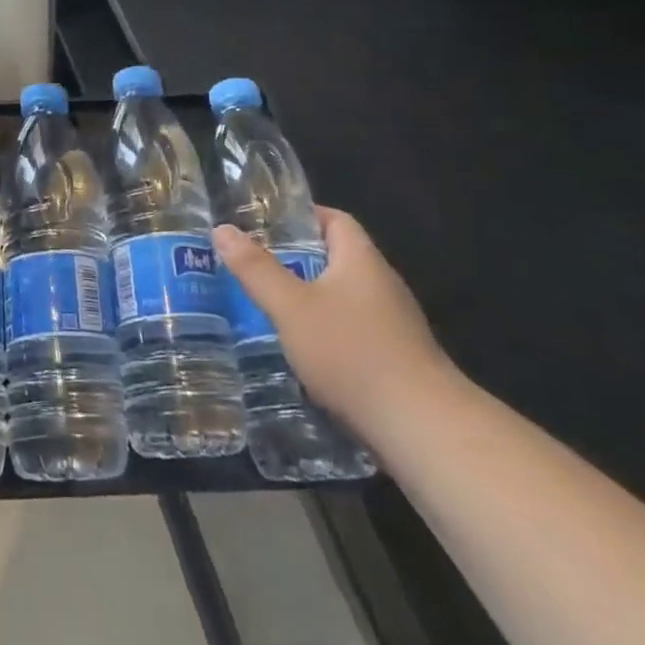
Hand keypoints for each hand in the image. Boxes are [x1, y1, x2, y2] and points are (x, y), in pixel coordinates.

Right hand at [213, 207, 454, 434]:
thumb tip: (222, 229)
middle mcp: (381, 284)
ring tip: (266, 306)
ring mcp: (393, 324)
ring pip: (342, 298)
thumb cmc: (352, 352)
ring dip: (307, 299)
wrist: (421, 428)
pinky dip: (324, 332)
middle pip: (335, 258)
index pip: (335, 219)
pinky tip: (299, 350)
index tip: (263, 224)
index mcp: (361, 259)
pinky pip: (352, 331)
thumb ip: (256, 268)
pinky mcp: (395, 360)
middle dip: (295, 260)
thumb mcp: (291, 306)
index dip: (301, 216)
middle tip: (252, 265)